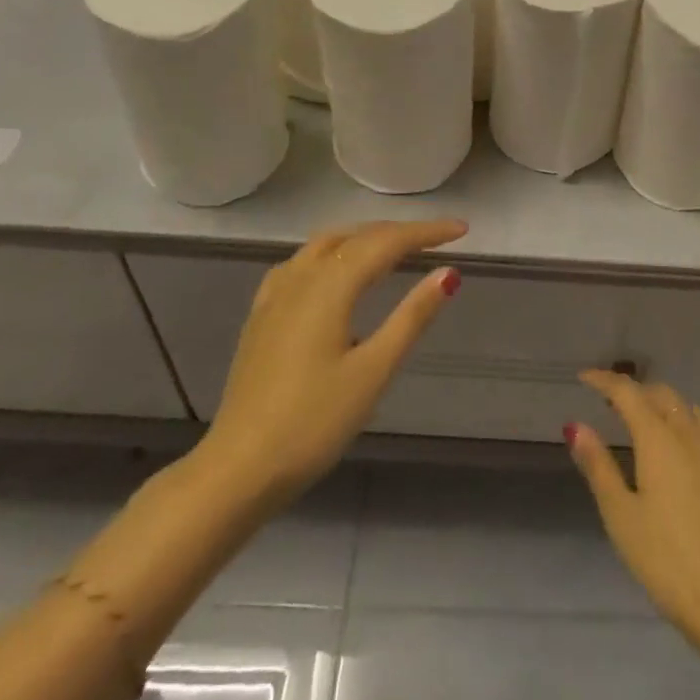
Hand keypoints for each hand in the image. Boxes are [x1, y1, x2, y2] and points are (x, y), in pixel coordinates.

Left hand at [200, 219, 465, 510]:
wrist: (238, 469)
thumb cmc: (313, 423)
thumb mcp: (373, 371)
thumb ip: (412, 317)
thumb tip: (448, 274)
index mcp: (330, 286)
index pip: (387, 242)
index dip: (426, 233)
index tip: (461, 230)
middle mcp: (301, 276)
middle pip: (357, 236)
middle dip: (399, 233)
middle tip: (437, 240)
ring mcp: (276, 294)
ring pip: (327, 244)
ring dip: (365, 238)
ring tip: (395, 250)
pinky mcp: (262, 314)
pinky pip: (303, 262)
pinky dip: (333, 253)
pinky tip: (337, 273)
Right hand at [569, 370, 699, 635]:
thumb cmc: (667, 561)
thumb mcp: (621, 516)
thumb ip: (598, 466)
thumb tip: (575, 426)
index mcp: (659, 438)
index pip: (628, 392)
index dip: (605, 380)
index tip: (585, 378)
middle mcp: (692, 435)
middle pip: (663, 395)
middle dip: (637, 391)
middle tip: (614, 403)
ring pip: (692, 411)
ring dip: (667, 407)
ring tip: (650, 424)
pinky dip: (690, 433)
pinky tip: (685, 460)